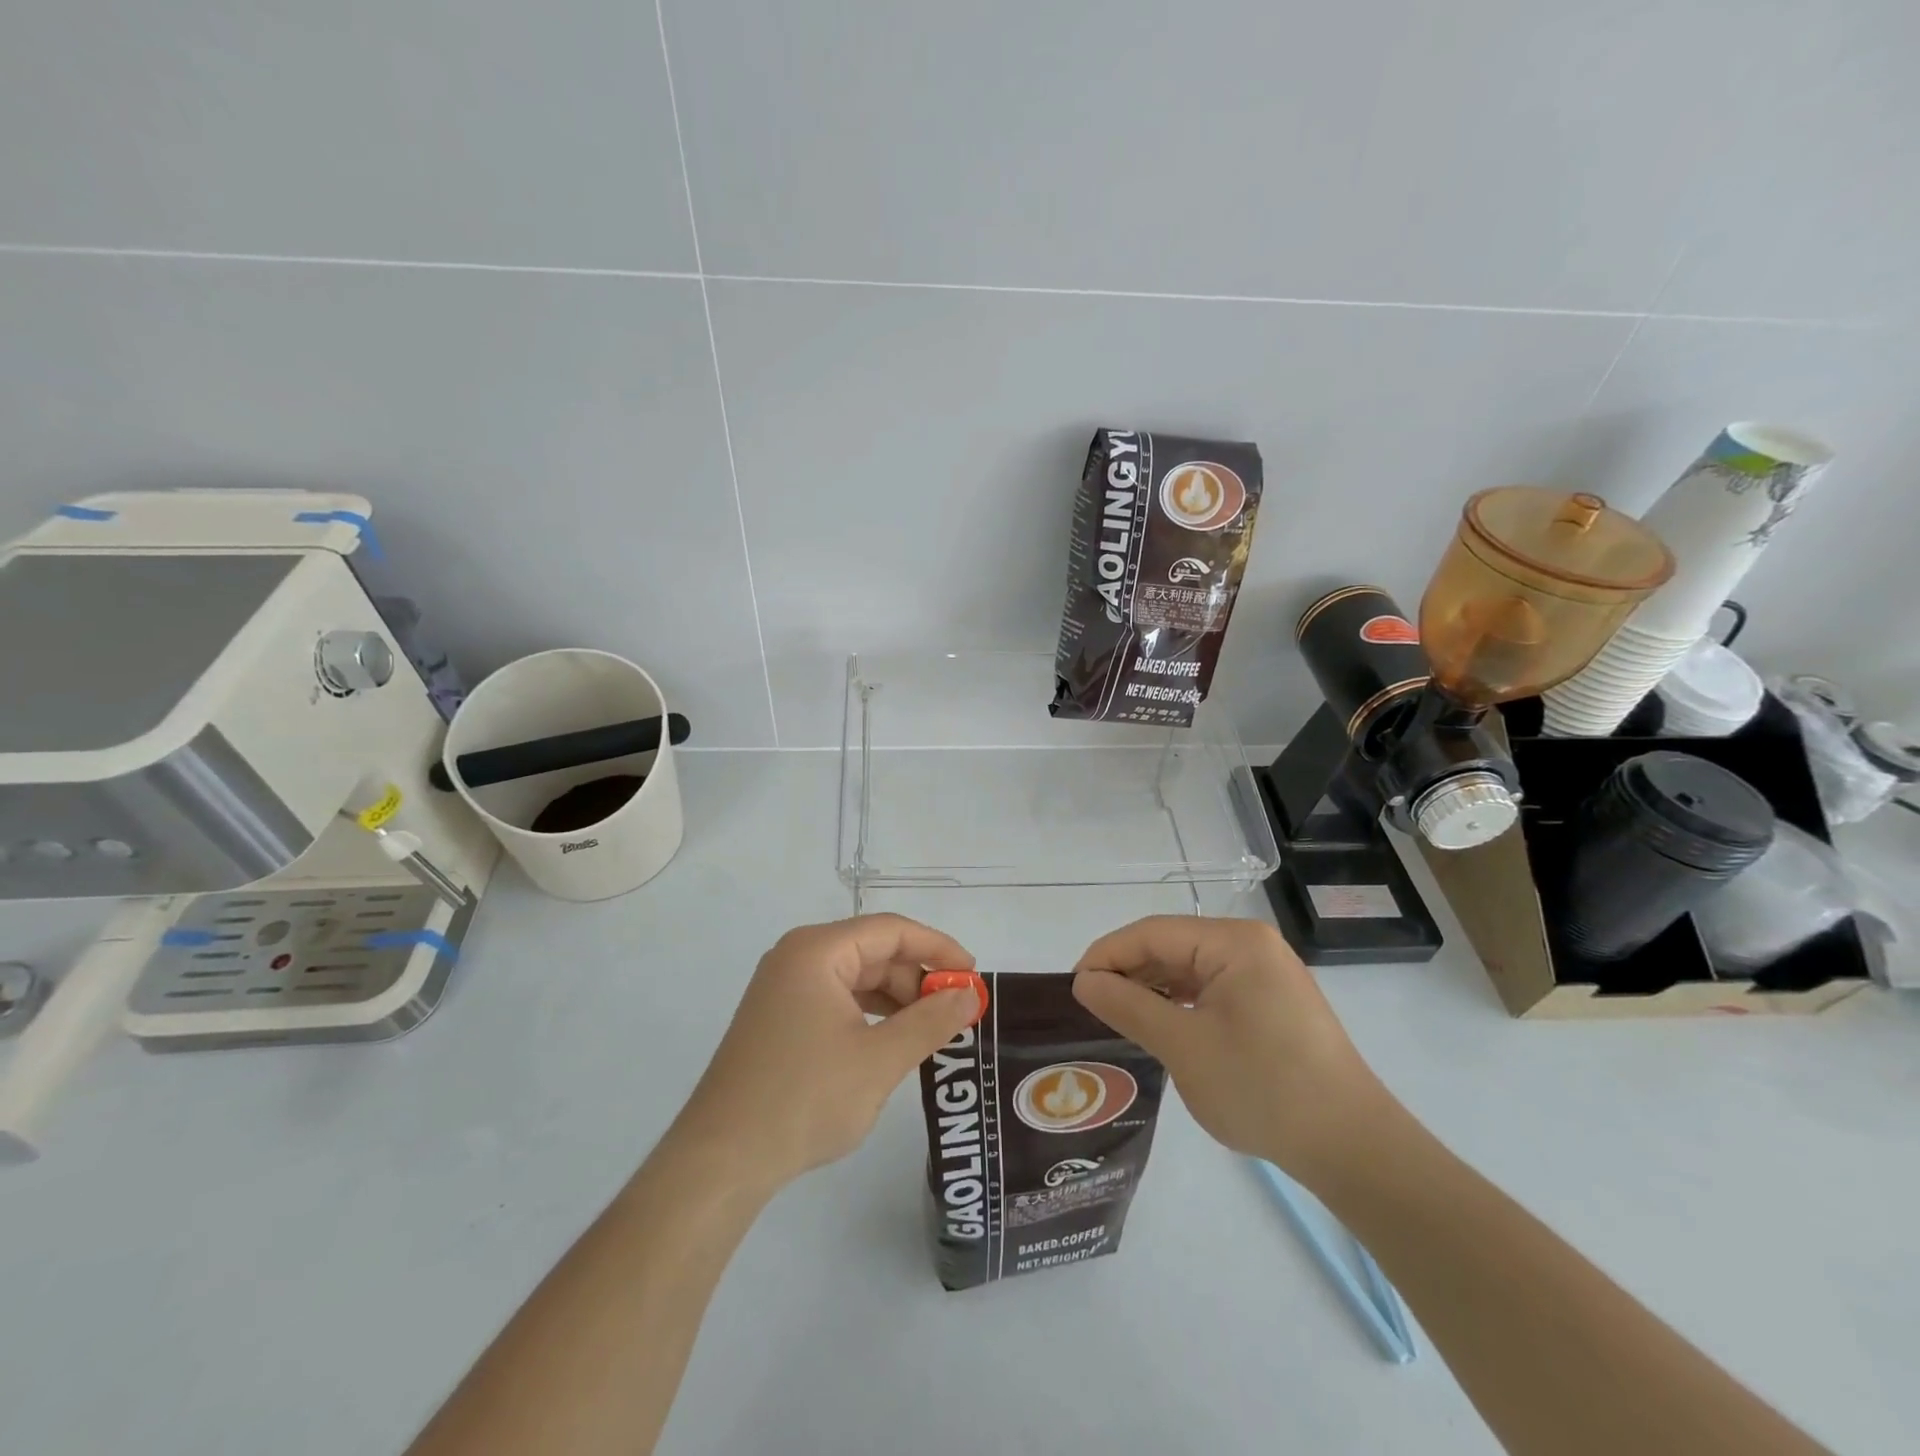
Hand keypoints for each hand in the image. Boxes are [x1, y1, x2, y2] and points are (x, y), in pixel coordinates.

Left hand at [668, 915, 980, 1196]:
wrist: (721, 1160)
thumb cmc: (804, 1099)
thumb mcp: (879, 1060)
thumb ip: (931, 1022)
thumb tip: (970, 995)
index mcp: (817, 951)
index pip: (891, 930)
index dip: (937, 947)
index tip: (972, 974)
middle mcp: (797, 957)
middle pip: (873, 951)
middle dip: (916, 978)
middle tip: (955, 1012)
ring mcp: (784, 987)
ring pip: (856, 977)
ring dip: (896, 999)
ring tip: (930, 1031)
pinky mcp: (779, 1017)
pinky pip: (836, 999)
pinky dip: (870, 1014)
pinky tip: (891, 1041)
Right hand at [1071, 917, 1396, 1183]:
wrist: (1353, 1148)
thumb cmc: (1264, 1089)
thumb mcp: (1184, 1047)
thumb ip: (1129, 1006)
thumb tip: (1083, 982)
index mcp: (1234, 942)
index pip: (1152, 932)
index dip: (1107, 955)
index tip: (1073, 988)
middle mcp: (1250, 945)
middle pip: (1171, 946)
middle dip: (1128, 972)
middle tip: (1090, 1007)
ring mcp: (1264, 973)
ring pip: (1189, 969)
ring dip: (1151, 989)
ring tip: (1116, 1018)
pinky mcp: (1270, 1002)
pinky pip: (1210, 989)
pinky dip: (1179, 1004)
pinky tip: (1159, 1027)